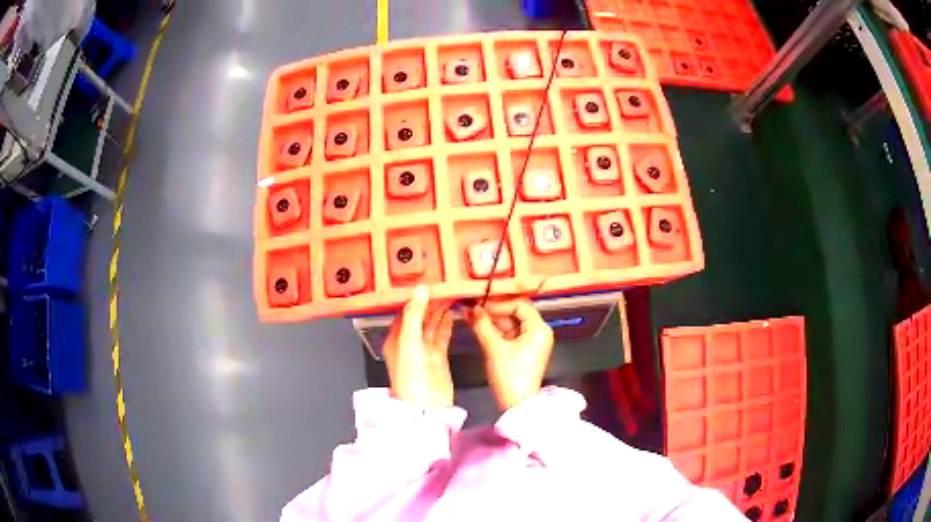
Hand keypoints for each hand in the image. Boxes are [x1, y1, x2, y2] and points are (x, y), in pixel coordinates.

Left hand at [383, 286, 453, 407]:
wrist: (426, 405)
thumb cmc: (411, 375)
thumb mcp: (409, 341)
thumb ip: (415, 314)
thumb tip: (420, 289)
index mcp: (395, 338)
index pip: (404, 312)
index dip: (415, 298)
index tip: (427, 283)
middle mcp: (408, 343)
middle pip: (419, 317)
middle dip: (429, 303)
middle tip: (443, 286)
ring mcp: (424, 351)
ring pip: (431, 325)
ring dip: (439, 311)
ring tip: (450, 295)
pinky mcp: (438, 357)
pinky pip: (441, 336)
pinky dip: (447, 324)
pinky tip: (452, 313)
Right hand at [466, 298, 553, 410]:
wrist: (516, 404)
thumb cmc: (510, 376)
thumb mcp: (494, 348)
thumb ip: (481, 325)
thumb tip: (470, 307)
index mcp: (539, 329)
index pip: (519, 305)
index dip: (498, 303)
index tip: (478, 303)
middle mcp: (537, 332)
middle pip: (514, 313)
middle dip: (492, 310)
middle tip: (471, 306)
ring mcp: (529, 341)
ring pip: (508, 323)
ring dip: (490, 319)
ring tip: (469, 314)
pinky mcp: (521, 349)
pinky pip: (507, 333)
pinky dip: (493, 330)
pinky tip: (476, 324)